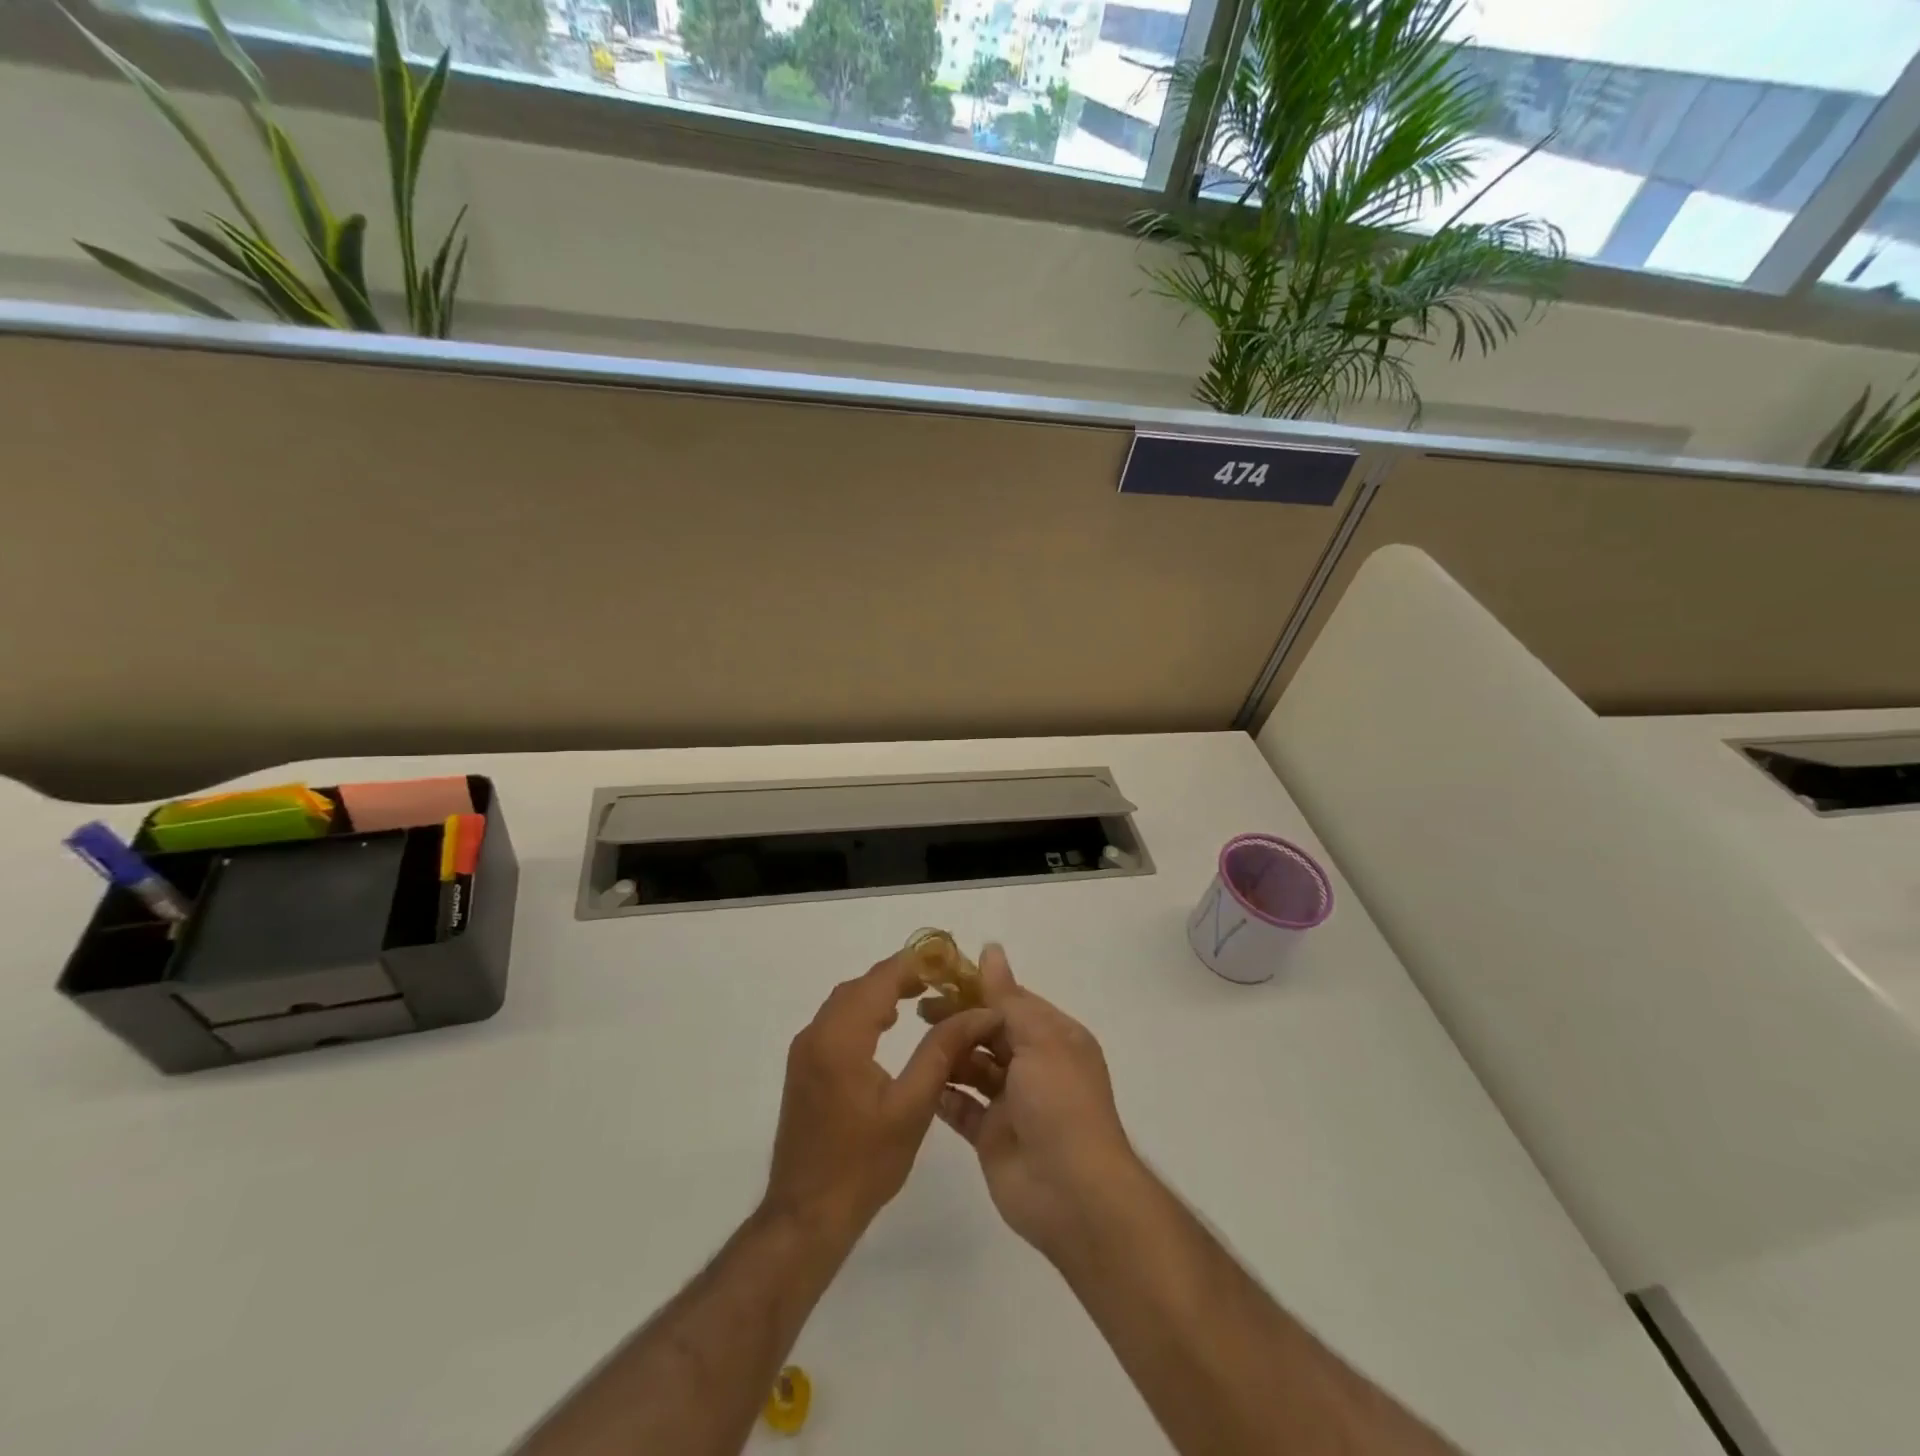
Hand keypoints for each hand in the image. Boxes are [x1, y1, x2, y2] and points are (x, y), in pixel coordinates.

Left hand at [765, 953, 1001, 1243]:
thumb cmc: (863, 1164)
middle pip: (861, 986)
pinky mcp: (804, 1068)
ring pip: (846, 1002)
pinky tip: (888, 1026)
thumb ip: (942, 1052)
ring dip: (881, 992)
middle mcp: (816, 1034)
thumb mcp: (912, 1107)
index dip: (915, 964)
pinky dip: (865, 1012)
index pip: (880, 980)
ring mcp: (805, 1052)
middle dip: (900, 975)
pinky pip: (836, 1021)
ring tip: (922, 995)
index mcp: (840, 1038)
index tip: (949, 961)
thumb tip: (979, 1012)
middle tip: (942, 980)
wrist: (806, 1216)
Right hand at [925, 944, 1141, 1260]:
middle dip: (960, 1019)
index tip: (942, 977)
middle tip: (921, 1010)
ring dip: (950, 1054)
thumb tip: (991, 949)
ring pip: (974, 1068)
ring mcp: (1012, 1102)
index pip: (1013, 1002)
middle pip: (990, 1033)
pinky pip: (962, 1108)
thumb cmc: (1061, 1103)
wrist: (1072, 1193)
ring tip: (919, 1041)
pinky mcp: (991, 1136)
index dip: (979, 988)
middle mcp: (1035, 1066)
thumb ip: (1007, 998)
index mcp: (1055, 1038)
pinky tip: (921, 1080)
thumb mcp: (1039, 1040)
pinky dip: (944, 1094)